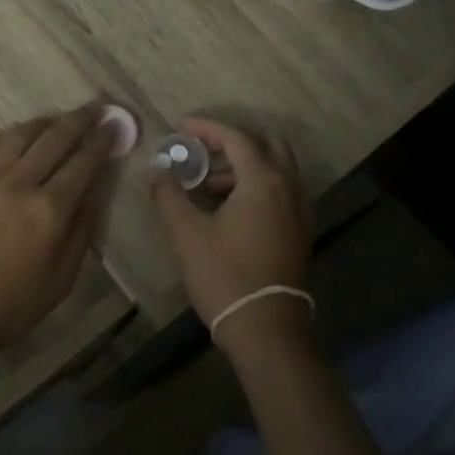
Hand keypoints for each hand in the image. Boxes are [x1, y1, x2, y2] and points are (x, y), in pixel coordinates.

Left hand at [0, 103, 119, 361]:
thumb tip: (97, 188)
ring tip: (58, 119)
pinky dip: (8, 136)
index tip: (115, 126)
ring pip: (19, 135)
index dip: (103, 141)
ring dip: (44, 122)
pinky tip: (17, 135)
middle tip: (95, 107)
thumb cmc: (12, 307)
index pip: (84, 162)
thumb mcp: (62, 278)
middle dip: (79, 120)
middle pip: (54, 139)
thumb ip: (82, 229)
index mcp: (49, 211)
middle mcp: (19, 184)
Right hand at [151, 116, 311, 353]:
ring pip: (275, 169)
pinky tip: (228, 208)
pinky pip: (280, 191)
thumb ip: (169, 195)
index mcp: (264, 181)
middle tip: (201, 149)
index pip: (237, 137)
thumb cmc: (224, 275)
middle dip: (232, 141)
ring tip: (206, 186)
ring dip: (243, 166)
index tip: (181, 126)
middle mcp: (289, 188)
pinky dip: (256, 186)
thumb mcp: (187, 233)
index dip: (207, 128)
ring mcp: (299, 210)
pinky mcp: (299, 231)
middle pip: (266, 145)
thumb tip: (155, 171)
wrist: (265, 328)